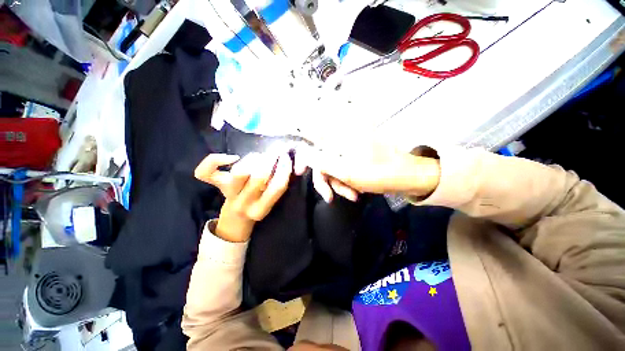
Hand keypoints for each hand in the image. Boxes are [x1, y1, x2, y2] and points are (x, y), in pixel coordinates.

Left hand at [194, 152, 292, 241]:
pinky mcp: (216, 186)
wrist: (237, 217)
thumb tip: (288, 163)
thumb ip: (279, 185)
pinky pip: (206, 172)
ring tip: (258, 156)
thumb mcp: (271, 201)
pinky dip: (215, 160)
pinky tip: (232, 157)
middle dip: (269, 160)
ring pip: (239, 172)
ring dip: (252, 159)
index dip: (284, 169)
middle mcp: (244, 204)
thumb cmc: (258, 205)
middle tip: (273, 153)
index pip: (277, 187)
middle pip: (258, 177)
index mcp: (261, 209)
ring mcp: (228, 194)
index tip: (286, 158)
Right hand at [294, 143, 439, 202]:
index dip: (303, 155)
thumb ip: (323, 163)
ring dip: (338, 184)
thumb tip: (305, 156)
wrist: (407, 177)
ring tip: (352, 195)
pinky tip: (355, 191)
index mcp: (341, 137)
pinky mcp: (355, 158)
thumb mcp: (348, 172)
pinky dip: (346, 183)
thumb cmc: (380, 173)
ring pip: (332, 168)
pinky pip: (342, 171)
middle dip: (326, 180)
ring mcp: (349, 150)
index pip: (312, 138)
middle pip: (322, 159)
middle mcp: (343, 139)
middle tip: (329, 197)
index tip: (299, 172)